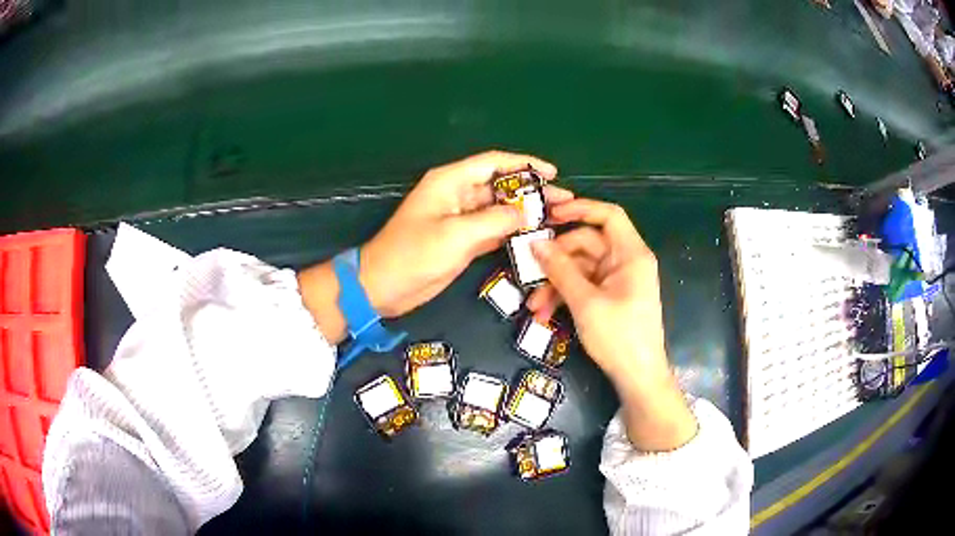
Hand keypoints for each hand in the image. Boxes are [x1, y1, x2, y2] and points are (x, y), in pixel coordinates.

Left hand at [297, 151, 571, 343]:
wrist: (382, 287)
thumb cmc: (412, 255)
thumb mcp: (455, 235)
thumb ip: (495, 220)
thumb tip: (527, 213)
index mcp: (451, 182)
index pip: (494, 163)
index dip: (525, 164)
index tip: (552, 173)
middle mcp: (458, 195)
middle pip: (501, 186)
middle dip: (532, 192)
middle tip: (564, 201)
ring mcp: (461, 219)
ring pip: (500, 209)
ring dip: (526, 213)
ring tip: (557, 218)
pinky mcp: (463, 240)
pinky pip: (494, 230)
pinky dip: (513, 232)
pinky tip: (536, 236)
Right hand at [527, 199, 697, 450]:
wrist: (638, 378)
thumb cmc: (619, 337)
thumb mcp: (585, 303)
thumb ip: (560, 270)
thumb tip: (535, 244)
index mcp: (631, 254)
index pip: (609, 215)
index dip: (580, 209)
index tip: (549, 215)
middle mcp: (625, 261)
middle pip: (586, 243)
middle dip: (556, 261)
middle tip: (530, 273)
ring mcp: (616, 280)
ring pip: (579, 268)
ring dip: (555, 285)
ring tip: (534, 308)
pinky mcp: (608, 297)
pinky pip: (582, 286)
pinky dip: (564, 297)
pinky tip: (545, 315)